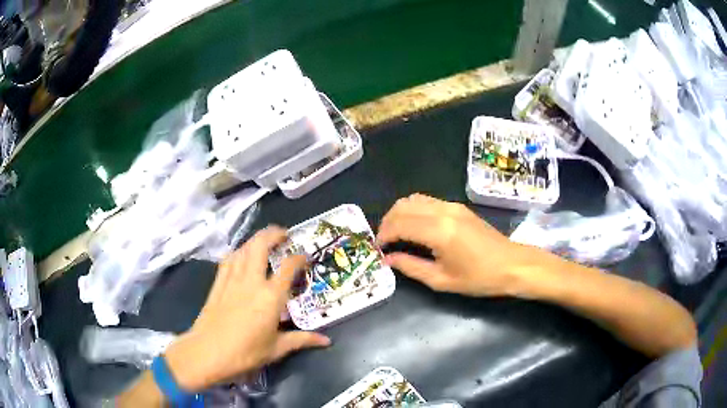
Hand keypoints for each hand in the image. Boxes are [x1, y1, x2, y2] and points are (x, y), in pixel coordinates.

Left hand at [164, 226, 330, 390]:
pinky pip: (228, 259)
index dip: (299, 258)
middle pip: (261, 245)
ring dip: (256, 239)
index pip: (288, 268)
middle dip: (274, 234)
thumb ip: (302, 340)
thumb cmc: (245, 353)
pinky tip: (241, 255)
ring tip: (265, 241)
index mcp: (270, 297)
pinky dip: (238, 251)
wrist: (207, 352)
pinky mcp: (218, 283)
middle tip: (284, 234)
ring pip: (243, 248)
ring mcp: (232, 280)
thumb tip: (326, 341)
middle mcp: (251, 281)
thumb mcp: (277, 349)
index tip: (306, 256)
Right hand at [377, 194, 531, 296]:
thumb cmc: (479, 278)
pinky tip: (414, 227)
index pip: (399, 224)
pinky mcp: (458, 206)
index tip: (377, 249)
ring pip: (413, 199)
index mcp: (438, 231)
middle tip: (384, 242)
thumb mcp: (442, 280)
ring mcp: (452, 205)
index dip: (383, 236)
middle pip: (403, 207)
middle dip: (387, 222)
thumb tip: (388, 259)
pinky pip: (427, 201)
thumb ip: (411, 267)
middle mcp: (443, 211)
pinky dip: (413, 210)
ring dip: (399, 214)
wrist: (512, 264)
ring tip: (396, 234)